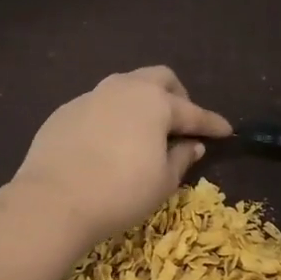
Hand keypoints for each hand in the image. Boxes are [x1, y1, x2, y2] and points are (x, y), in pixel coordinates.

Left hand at [11, 67, 232, 248]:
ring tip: (145, 130)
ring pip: (125, 87)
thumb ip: (180, 158)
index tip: (227, 131)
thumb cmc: (120, 192)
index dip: (211, 123)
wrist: (54, 200)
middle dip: (177, 96)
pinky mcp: (65, 111)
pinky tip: (109, 142)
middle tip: (182, 123)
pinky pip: (98, 105)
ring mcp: (90, 96)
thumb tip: (191, 145)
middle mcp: (123, 89)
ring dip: (142, 102)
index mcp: (155, 102)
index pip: (192, 112)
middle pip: (159, 79)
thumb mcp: (162, 181)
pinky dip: (113, 117)